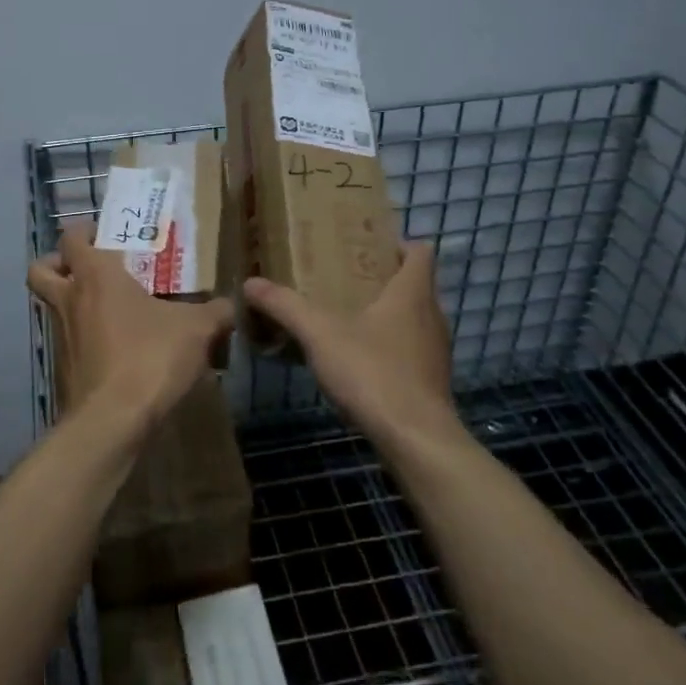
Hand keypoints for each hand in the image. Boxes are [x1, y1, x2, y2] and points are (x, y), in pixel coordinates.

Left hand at [28, 222, 233, 428]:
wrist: (114, 420)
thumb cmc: (150, 357)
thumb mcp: (196, 329)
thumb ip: (215, 312)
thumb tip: (228, 306)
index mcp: (95, 276)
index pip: (71, 237)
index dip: (83, 230)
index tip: (105, 234)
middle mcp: (70, 300)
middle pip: (41, 269)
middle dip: (58, 263)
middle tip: (88, 267)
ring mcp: (61, 336)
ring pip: (52, 307)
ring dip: (72, 303)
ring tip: (111, 311)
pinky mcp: (64, 369)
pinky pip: (68, 343)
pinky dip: (84, 340)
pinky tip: (117, 351)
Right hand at [244, 242, 455, 441]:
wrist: (416, 441)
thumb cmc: (373, 373)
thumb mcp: (320, 334)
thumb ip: (285, 306)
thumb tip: (250, 283)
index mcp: (412, 293)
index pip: (421, 252)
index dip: (399, 244)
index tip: (368, 246)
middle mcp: (432, 316)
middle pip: (415, 285)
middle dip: (383, 279)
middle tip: (344, 278)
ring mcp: (435, 352)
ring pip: (413, 319)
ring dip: (386, 314)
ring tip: (347, 317)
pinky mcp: (431, 382)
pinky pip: (410, 350)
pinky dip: (388, 347)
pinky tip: (358, 360)